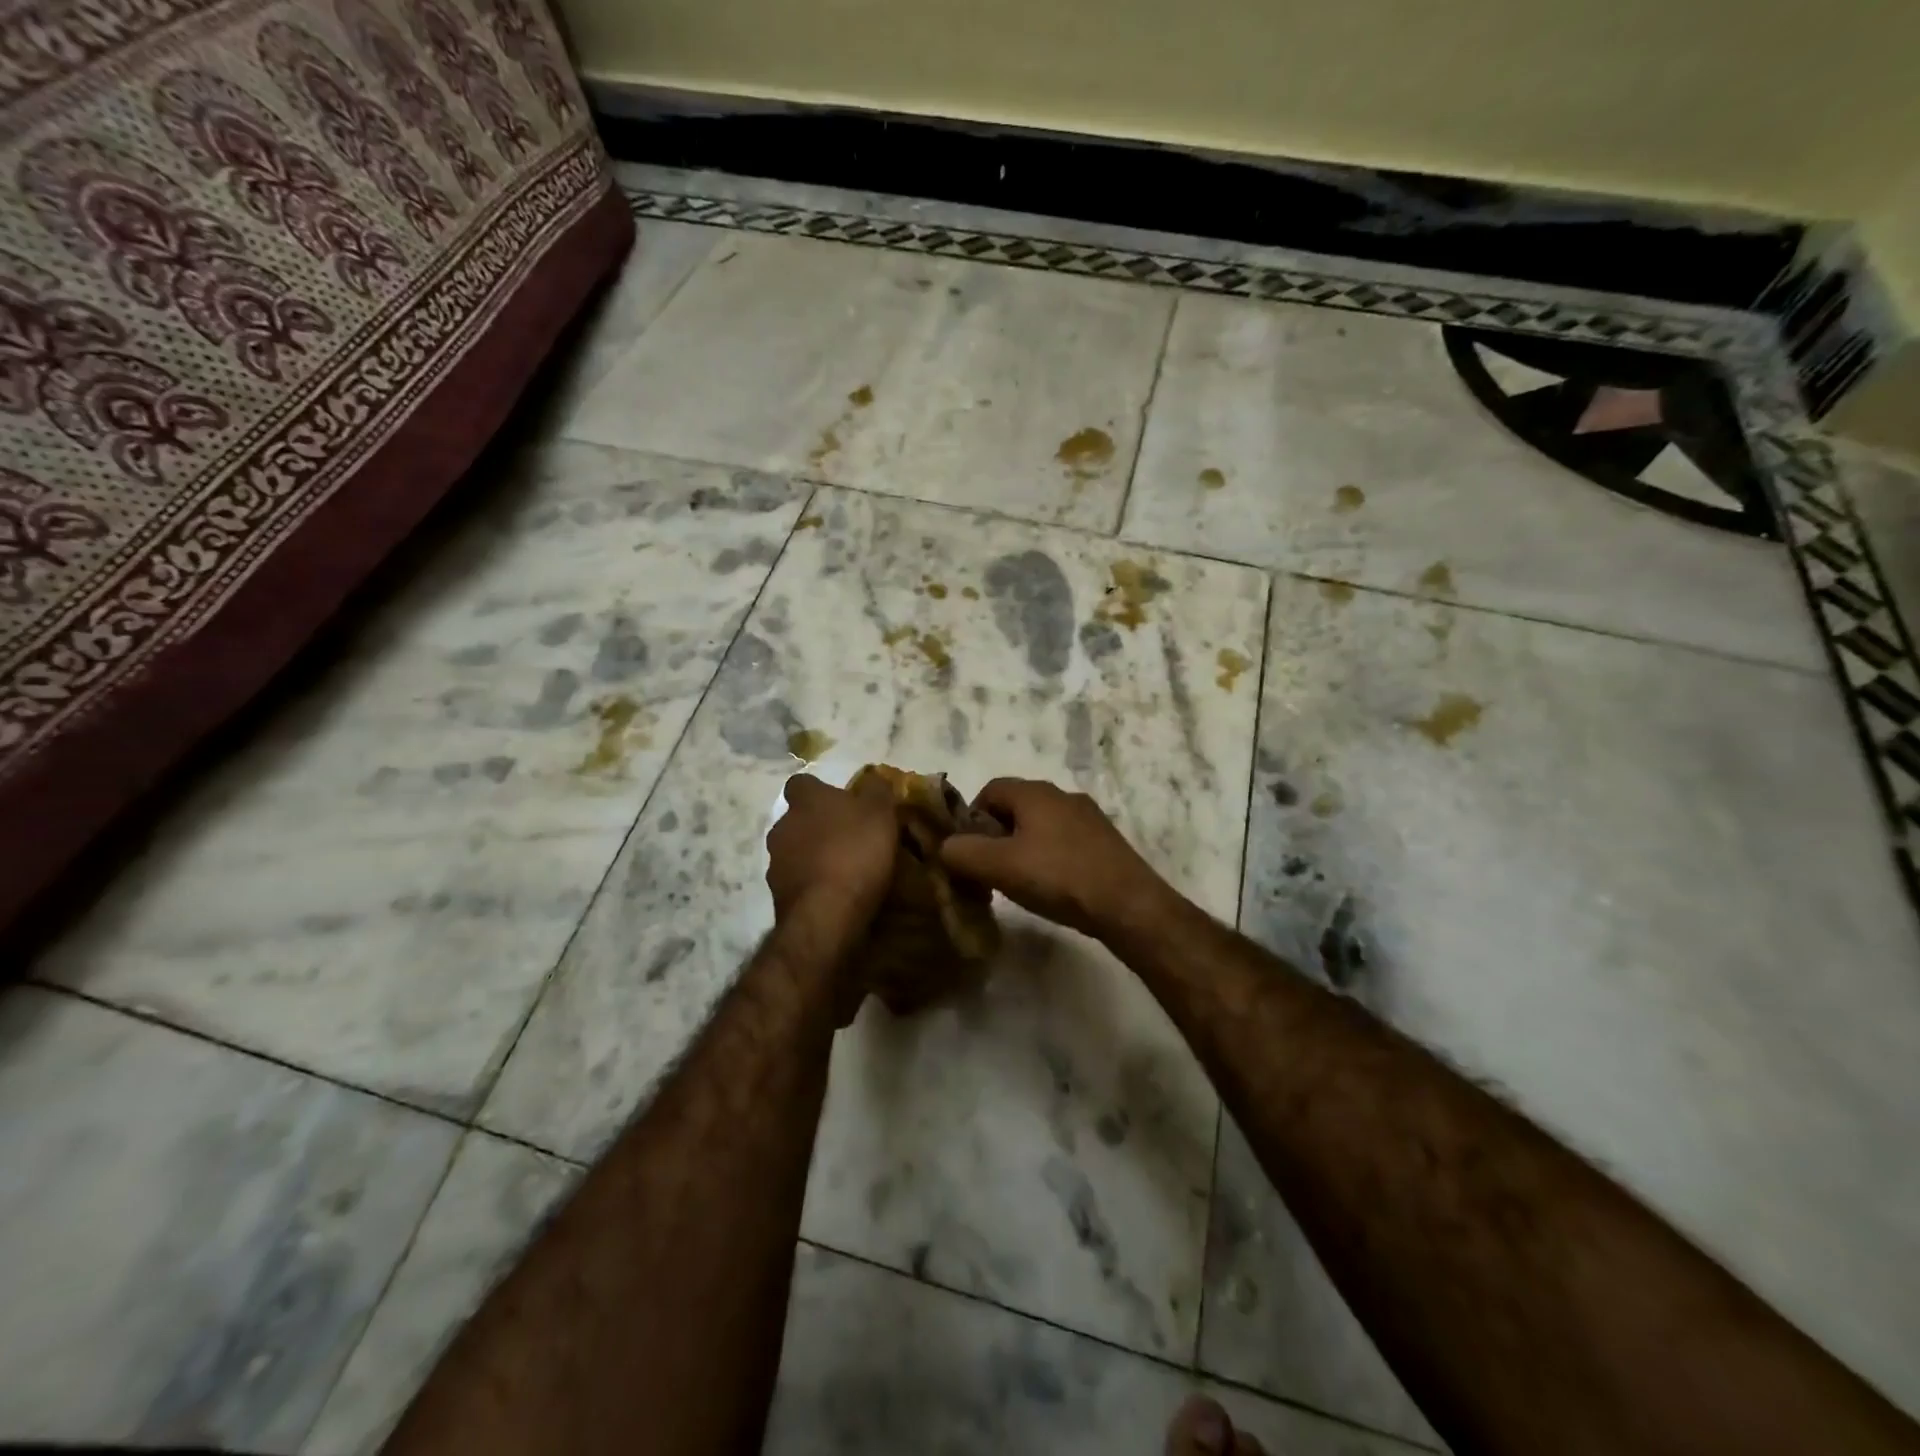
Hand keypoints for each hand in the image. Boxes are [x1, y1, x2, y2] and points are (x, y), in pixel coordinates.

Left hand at [766, 773, 897, 930]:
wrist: (826, 913)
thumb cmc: (856, 852)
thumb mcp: (880, 813)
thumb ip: (877, 790)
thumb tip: (873, 778)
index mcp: (805, 800)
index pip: (801, 783)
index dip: (819, 791)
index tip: (839, 802)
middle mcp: (782, 825)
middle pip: (796, 818)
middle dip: (815, 825)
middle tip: (844, 836)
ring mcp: (775, 861)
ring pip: (793, 850)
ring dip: (811, 855)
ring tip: (840, 869)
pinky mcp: (777, 894)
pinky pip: (795, 880)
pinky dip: (810, 882)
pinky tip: (831, 893)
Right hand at [939, 778, 1174, 938]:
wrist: (1128, 904)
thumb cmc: (1058, 877)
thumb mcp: (999, 867)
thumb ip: (962, 853)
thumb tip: (944, 847)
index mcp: (1035, 792)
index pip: (990, 789)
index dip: (970, 817)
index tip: (966, 850)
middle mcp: (1062, 794)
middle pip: (1016, 807)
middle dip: (996, 834)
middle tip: (988, 868)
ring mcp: (1088, 817)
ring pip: (1041, 824)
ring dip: (1023, 846)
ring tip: (1019, 881)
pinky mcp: (1105, 841)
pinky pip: (1064, 840)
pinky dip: (1049, 857)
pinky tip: (1052, 886)